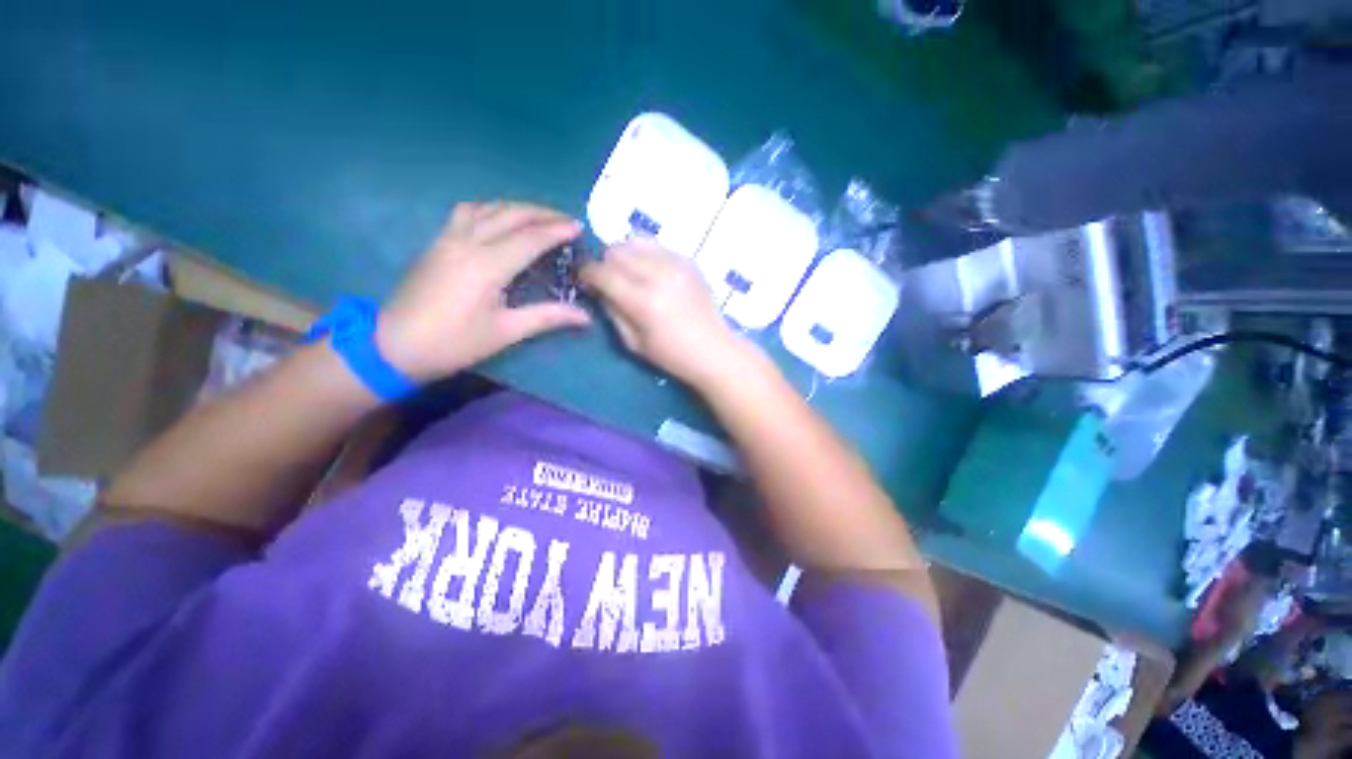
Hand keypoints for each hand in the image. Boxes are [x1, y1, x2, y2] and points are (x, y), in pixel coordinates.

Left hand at [377, 202, 590, 379]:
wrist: (394, 345)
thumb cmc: (454, 343)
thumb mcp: (506, 332)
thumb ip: (547, 317)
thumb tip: (585, 316)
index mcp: (487, 265)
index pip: (529, 238)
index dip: (556, 230)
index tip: (579, 227)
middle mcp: (468, 242)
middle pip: (510, 214)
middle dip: (542, 213)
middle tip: (566, 220)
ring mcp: (448, 238)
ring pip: (488, 208)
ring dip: (517, 208)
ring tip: (540, 218)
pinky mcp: (437, 241)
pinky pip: (468, 212)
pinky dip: (491, 209)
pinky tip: (500, 219)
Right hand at [579, 238, 753, 388]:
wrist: (713, 349)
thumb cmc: (671, 355)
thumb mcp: (632, 342)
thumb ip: (612, 311)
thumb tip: (599, 288)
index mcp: (643, 300)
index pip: (602, 272)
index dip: (587, 273)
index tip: (585, 280)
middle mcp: (659, 274)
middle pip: (616, 250)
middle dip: (605, 263)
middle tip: (609, 280)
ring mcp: (677, 264)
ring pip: (636, 241)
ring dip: (625, 255)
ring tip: (630, 275)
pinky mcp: (688, 261)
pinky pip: (657, 246)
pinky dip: (646, 255)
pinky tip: (652, 274)